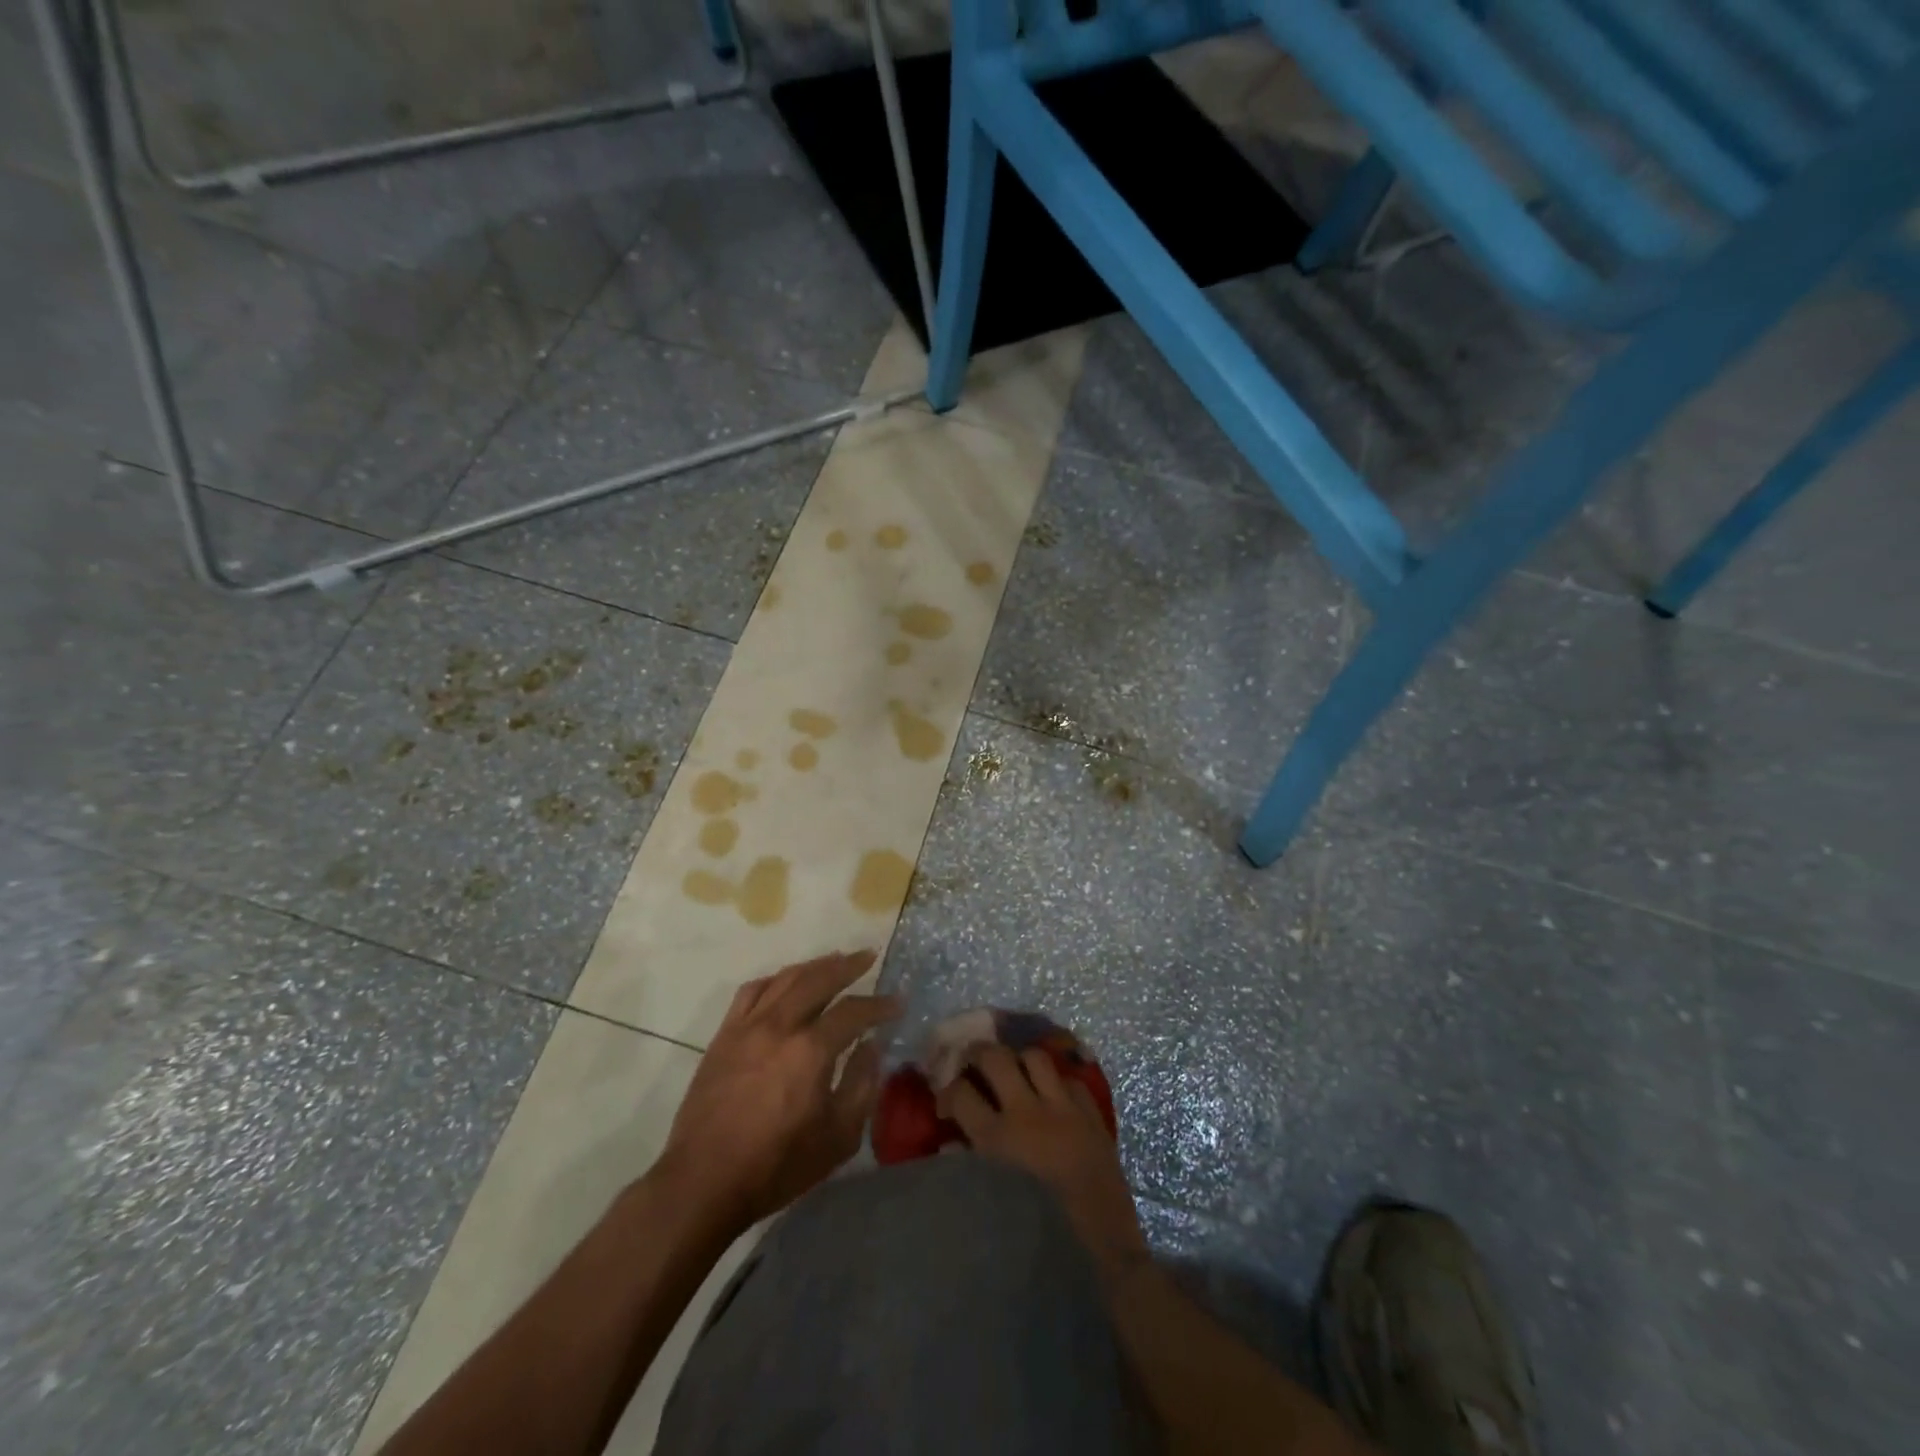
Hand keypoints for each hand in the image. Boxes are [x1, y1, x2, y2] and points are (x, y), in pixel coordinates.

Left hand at [660, 950, 899, 1234]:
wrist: (703, 1182)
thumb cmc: (777, 1166)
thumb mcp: (837, 1138)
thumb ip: (861, 1085)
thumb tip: (871, 1046)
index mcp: (811, 1051)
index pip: (853, 1011)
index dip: (879, 1005)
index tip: (897, 1002)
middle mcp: (780, 1026)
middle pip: (818, 979)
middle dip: (848, 966)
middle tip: (868, 956)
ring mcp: (747, 1026)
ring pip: (785, 978)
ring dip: (814, 965)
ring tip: (834, 960)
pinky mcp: (724, 1035)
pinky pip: (751, 991)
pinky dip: (775, 979)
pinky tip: (786, 982)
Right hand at [938, 1043, 1148, 1280]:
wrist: (1100, 1251)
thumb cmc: (1037, 1237)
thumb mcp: (991, 1205)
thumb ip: (967, 1167)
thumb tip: (951, 1143)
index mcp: (997, 1138)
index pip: (960, 1092)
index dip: (947, 1092)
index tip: (945, 1104)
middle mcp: (1028, 1112)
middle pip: (996, 1057)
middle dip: (978, 1053)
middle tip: (972, 1063)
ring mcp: (1063, 1108)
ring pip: (1036, 1057)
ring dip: (1019, 1060)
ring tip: (1014, 1072)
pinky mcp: (1092, 1114)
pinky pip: (1071, 1080)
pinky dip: (1058, 1083)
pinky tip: (1053, 1098)